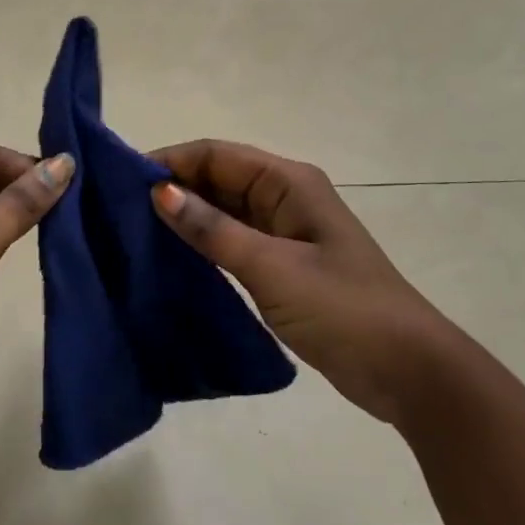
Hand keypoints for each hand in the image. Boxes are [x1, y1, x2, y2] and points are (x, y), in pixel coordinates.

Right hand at [149, 139, 458, 425]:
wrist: (407, 369)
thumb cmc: (342, 308)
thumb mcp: (272, 267)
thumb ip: (213, 229)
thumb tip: (159, 192)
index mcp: (288, 182)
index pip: (215, 154)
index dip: (169, 162)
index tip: (120, 183)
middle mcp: (285, 198)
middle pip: (218, 179)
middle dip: (172, 189)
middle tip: (118, 213)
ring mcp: (285, 233)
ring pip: (223, 211)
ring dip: (185, 218)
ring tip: (133, 235)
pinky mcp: (283, 266)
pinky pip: (233, 243)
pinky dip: (203, 246)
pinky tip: (170, 261)